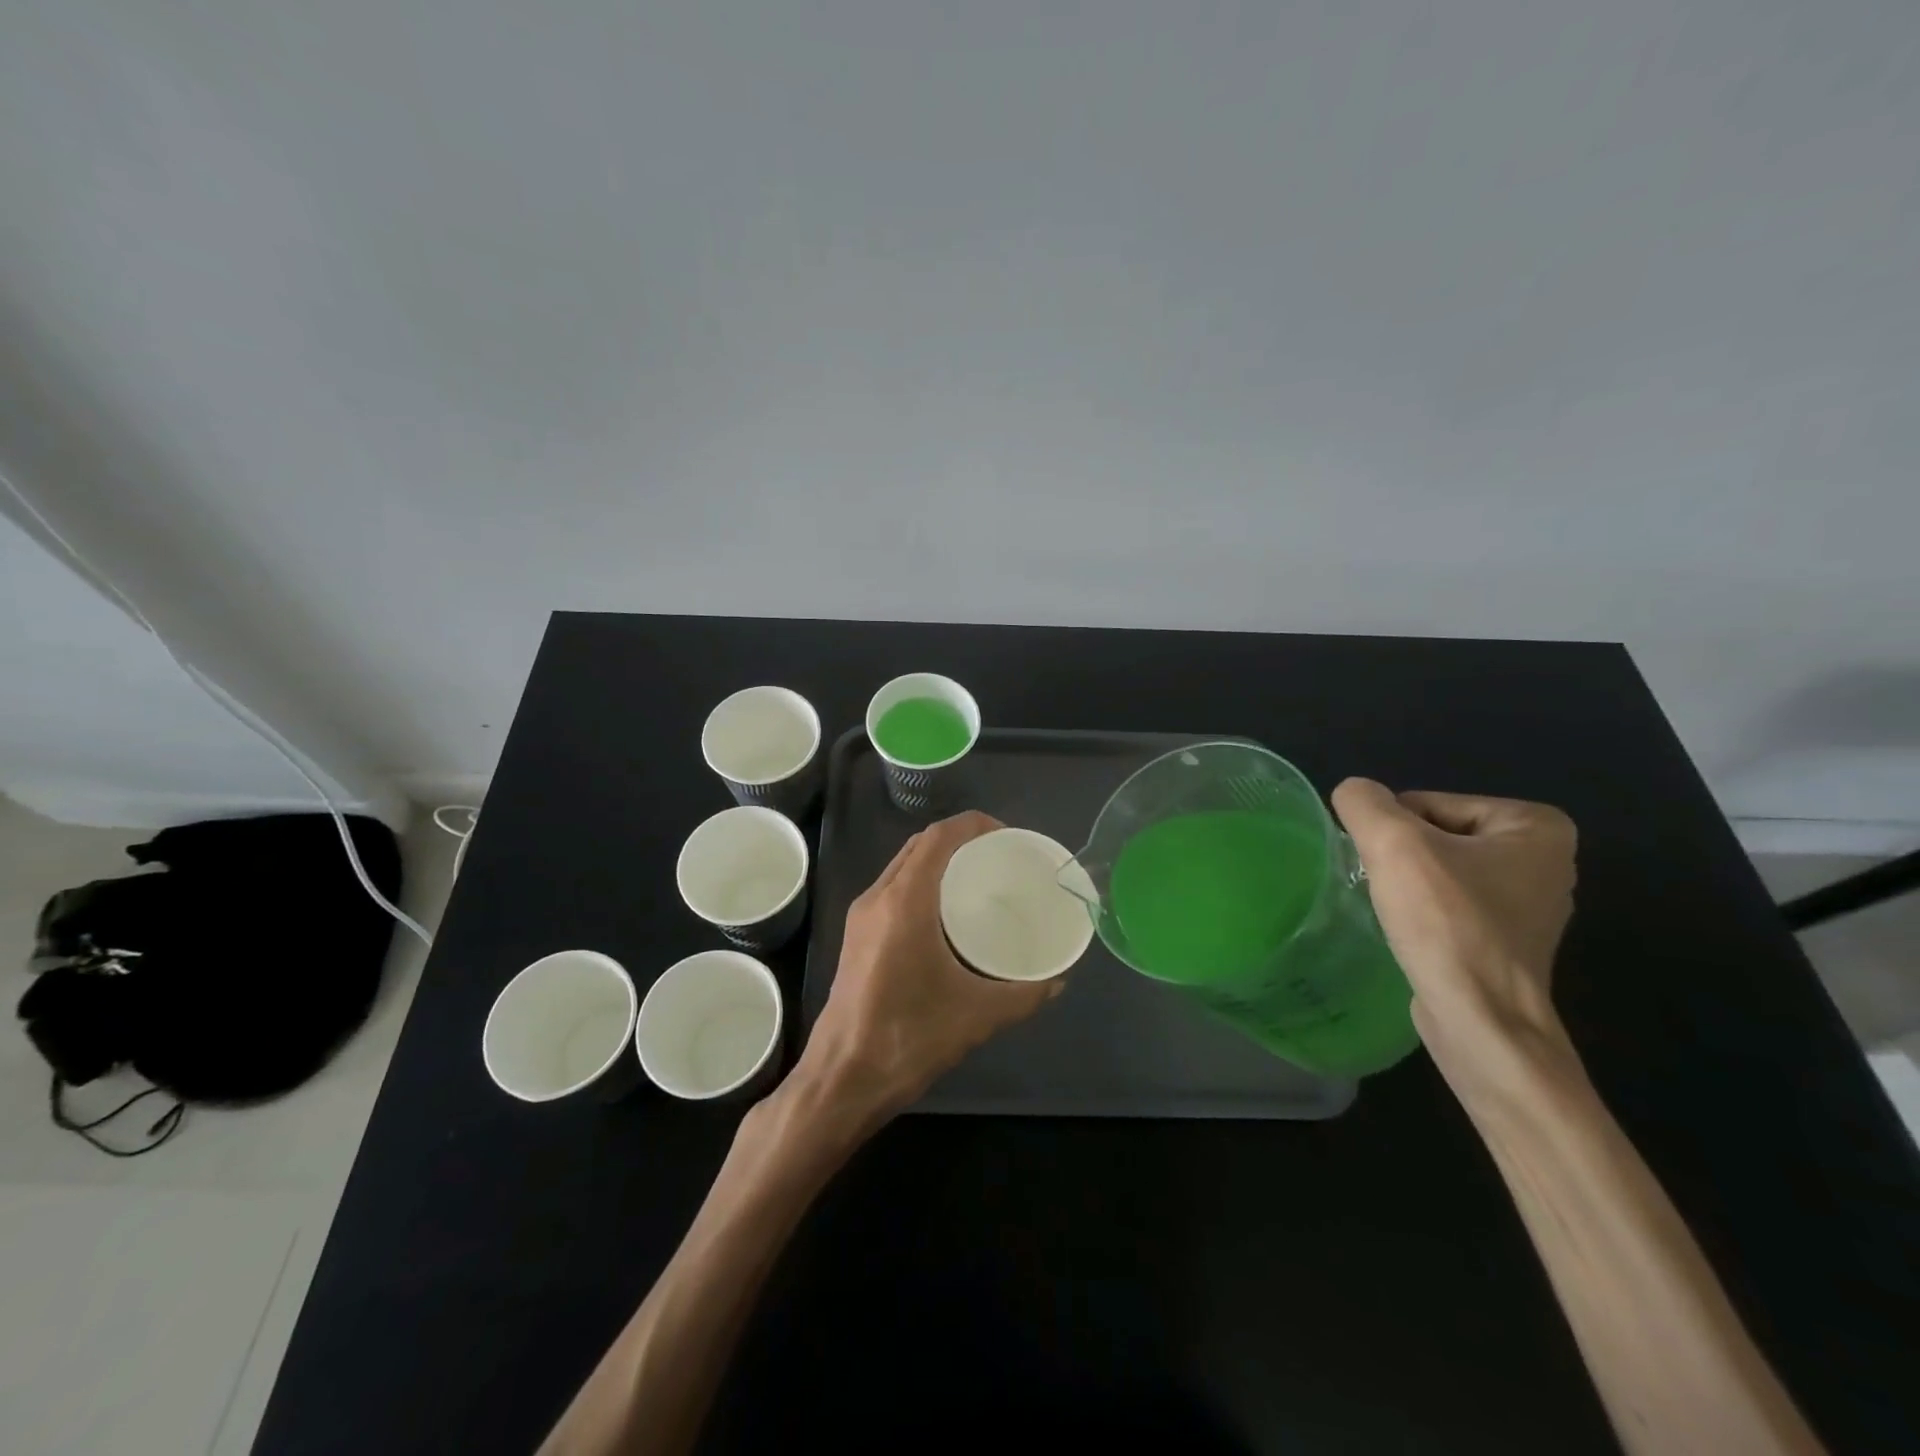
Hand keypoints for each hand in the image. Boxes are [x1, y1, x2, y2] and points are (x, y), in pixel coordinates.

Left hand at [795, 811, 1062, 1126]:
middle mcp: (878, 897)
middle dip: (959, 839)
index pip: (938, 837)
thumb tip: (1059, 980)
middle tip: (999, 857)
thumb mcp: (977, 1016)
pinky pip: (893, 887)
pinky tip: (946, 912)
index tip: (1007, 836)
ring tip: (977, 878)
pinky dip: (921, 881)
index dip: (973, 825)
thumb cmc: (908, 1038)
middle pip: (920, 845)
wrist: (843, 1078)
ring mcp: (862, 915)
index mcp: (905, 902)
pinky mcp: (856, 935)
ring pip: (903, 865)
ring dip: (938, 859)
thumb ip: (1024, 995)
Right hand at [1331, 779, 1578, 1094]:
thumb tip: (1353, 795)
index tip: (1392, 869)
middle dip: (1403, 857)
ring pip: (1438, 869)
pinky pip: (1449, 903)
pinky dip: (1424, 912)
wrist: (1480, 1020)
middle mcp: (1545, 859)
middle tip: (1392, 891)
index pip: (1428, 803)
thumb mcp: (1392, 842)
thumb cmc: (1447, 923)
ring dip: (1408, 884)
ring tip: (1400, 913)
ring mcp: (1530, 903)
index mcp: (1536, 825)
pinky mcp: (1508, 940)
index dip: (1395, 832)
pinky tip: (1414, 934)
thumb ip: (1363, 801)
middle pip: (1435, 834)